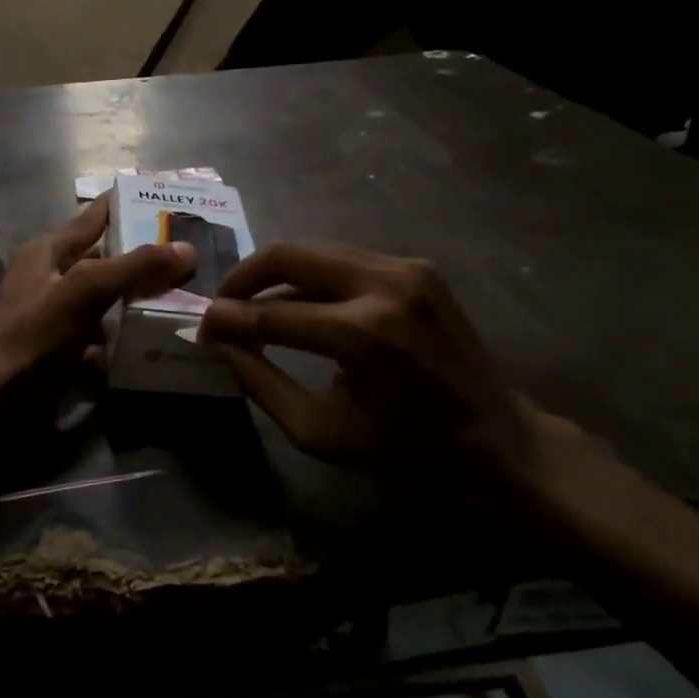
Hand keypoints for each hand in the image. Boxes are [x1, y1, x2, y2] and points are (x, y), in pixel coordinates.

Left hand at [0, 196, 196, 395]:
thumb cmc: (35, 334)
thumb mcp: (86, 292)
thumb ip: (134, 267)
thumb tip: (187, 249)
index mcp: (49, 249)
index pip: (94, 215)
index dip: (127, 203)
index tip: (168, 198)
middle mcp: (49, 274)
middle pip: (103, 257)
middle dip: (141, 257)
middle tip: (188, 254)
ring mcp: (52, 310)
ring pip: (103, 295)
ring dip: (134, 297)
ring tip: (178, 294)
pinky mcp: (58, 343)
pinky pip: (97, 331)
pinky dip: (119, 334)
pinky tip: (147, 340)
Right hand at [199, 241, 544, 498]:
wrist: (496, 437)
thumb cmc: (403, 449)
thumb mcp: (318, 431)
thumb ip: (260, 382)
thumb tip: (221, 341)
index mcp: (362, 335)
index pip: (271, 313)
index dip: (227, 318)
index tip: (202, 327)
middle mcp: (384, 286)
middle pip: (290, 253)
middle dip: (245, 275)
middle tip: (223, 302)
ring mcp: (406, 268)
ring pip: (316, 248)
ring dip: (276, 271)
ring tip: (252, 300)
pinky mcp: (417, 266)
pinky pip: (345, 258)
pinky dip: (312, 274)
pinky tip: (299, 300)